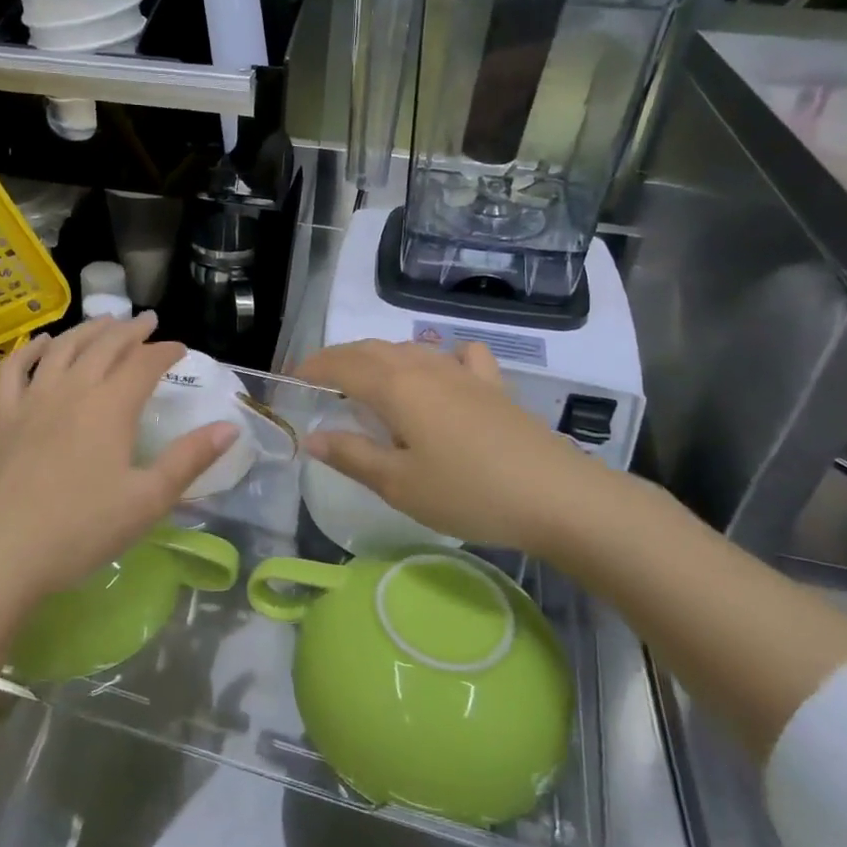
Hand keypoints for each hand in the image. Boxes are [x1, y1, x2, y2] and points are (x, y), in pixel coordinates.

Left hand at [0, 314, 238, 615]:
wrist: (1, 553)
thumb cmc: (81, 530)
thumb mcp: (148, 500)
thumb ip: (189, 459)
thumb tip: (230, 427)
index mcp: (111, 407)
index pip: (145, 363)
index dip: (166, 351)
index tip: (180, 348)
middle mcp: (72, 390)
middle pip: (105, 345)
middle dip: (130, 330)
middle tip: (147, 321)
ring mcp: (32, 399)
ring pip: (63, 348)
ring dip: (88, 330)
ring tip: (105, 321)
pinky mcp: (2, 416)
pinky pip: (14, 368)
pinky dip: (32, 348)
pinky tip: (44, 343)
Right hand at [296, 339, 626, 557]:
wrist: (557, 497)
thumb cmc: (468, 493)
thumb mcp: (398, 484)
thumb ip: (351, 456)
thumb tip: (311, 437)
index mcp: (396, 386)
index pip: (341, 365)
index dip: (312, 368)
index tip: (290, 378)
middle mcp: (425, 366)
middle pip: (371, 350)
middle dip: (339, 359)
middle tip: (318, 381)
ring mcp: (463, 373)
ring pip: (409, 349)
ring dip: (379, 358)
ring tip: (366, 381)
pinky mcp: (494, 386)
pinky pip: (458, 357)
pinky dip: (437, 358)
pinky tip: (442, 374)